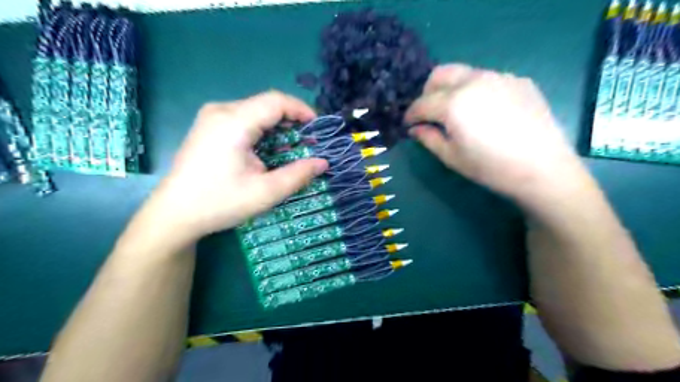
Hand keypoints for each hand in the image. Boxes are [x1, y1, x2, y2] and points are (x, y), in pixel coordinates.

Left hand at [142, 91, 327, 243]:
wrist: (174, 214)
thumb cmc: (220, 202)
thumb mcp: (266, 192)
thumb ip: (298, 175)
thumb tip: (323, 163)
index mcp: (234, 122)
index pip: (276, 101)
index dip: (301, 110)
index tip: (317, 128)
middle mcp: (221, 111)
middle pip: (265, 105)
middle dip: (291, 121)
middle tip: (308, 143)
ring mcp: (211, 118)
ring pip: (255, 112)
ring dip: (277, 127)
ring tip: (291, 148)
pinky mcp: (208, 127)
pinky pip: (243, 120)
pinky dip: (262, 131)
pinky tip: (268, 150)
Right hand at [402, 64, 589, 203]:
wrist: (543, 168)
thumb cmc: (491, 167)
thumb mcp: (452, 157)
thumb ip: (429, 138)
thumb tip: (415, 129)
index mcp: (453, 103)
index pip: (422, 103)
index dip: (411, 114)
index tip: (408, 124)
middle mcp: (474, 81)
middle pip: (440, 74)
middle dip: (428, 92)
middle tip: (429, 113)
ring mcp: (499, 77)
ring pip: (464, 73)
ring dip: (452, 89)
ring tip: (457, 112)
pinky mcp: (519, 81)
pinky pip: (488, 79)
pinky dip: (476, 90)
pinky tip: (486, 111)